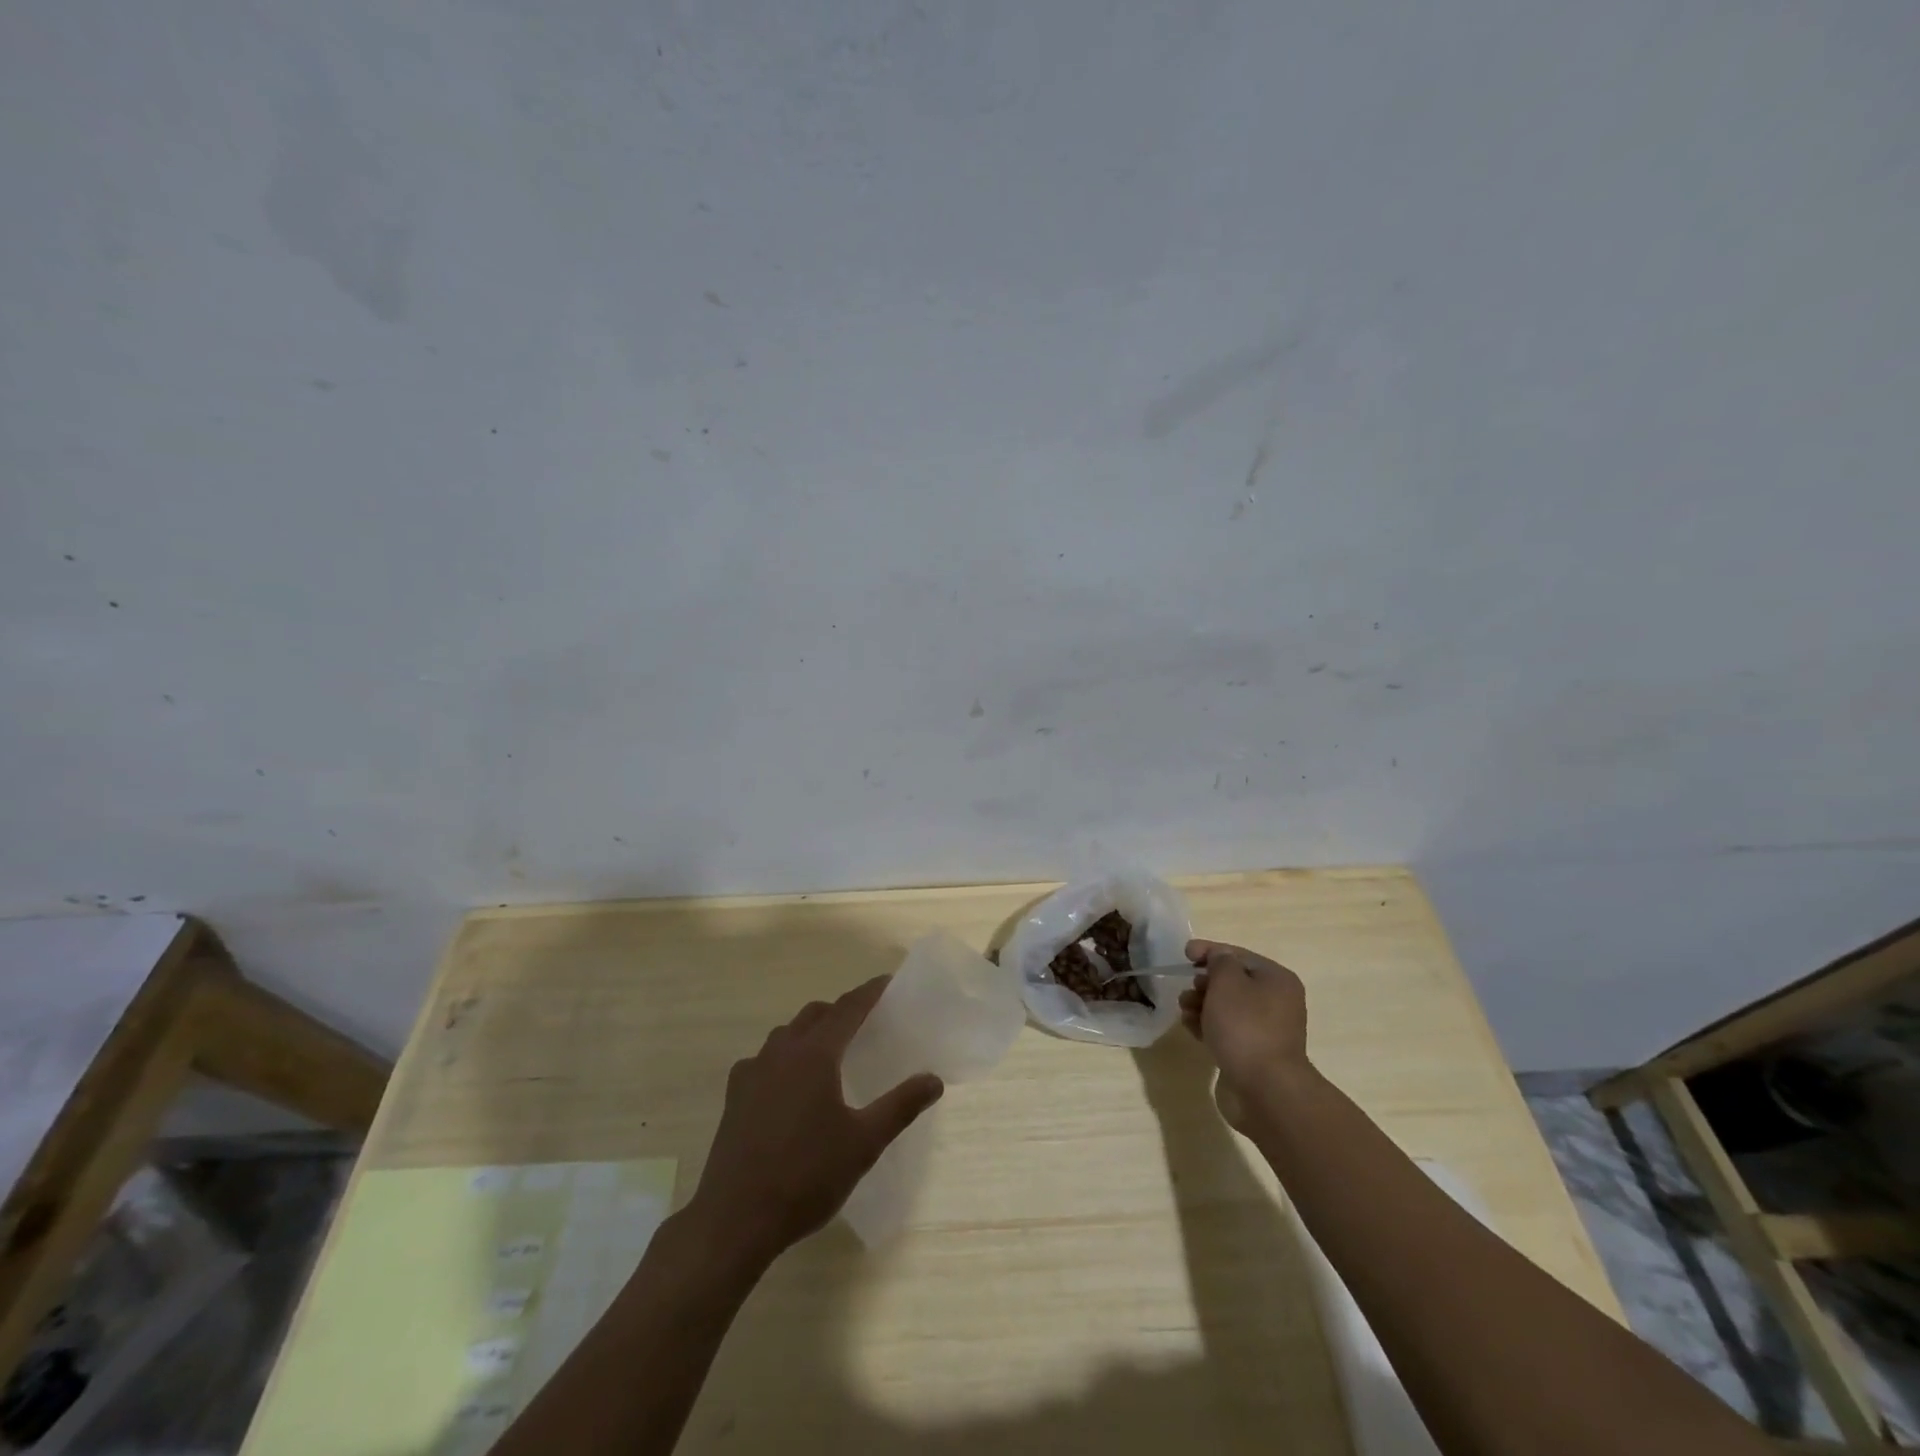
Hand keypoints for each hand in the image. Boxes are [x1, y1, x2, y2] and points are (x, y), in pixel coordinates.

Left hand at [689, 976, 943, 1266]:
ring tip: (829, 1052)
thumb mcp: (864, 1143)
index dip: (869, 993)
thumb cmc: (806, 1176)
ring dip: (810, 1031)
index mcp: (815, 1054)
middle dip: (840, 1011)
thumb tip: (934, 1079)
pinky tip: (788, 1084)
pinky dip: (783, 1057)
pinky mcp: (734, 1096)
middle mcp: (781, 1052)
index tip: (887, 982)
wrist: (736, 1218)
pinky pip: (763, 1059)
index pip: (848, 1009)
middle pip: (815, 1015)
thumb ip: (900, 1106)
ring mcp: (752, 1072)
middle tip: (864, 1023)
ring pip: (786, 1034)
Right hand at [1178, 939, 1311, 1131]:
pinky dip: (1208, 1025)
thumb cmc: (1245, 1026)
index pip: (1238, 955)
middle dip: (1204, 982)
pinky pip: (1228, 1029)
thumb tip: (1219, 959)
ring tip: (1184, 1011)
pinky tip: (1191, 1028)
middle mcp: (1276, 1001)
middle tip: (1187, 989)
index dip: (1209, 950)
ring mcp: (1267, 1029)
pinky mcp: (1255, 1052)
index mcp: (1276, 979)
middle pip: (1233, 981)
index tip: (1184, 954)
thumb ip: (1219, 961)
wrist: (1265, 1087)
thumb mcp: (1228, 982)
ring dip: (1202, 1004)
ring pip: (1227, 1007)